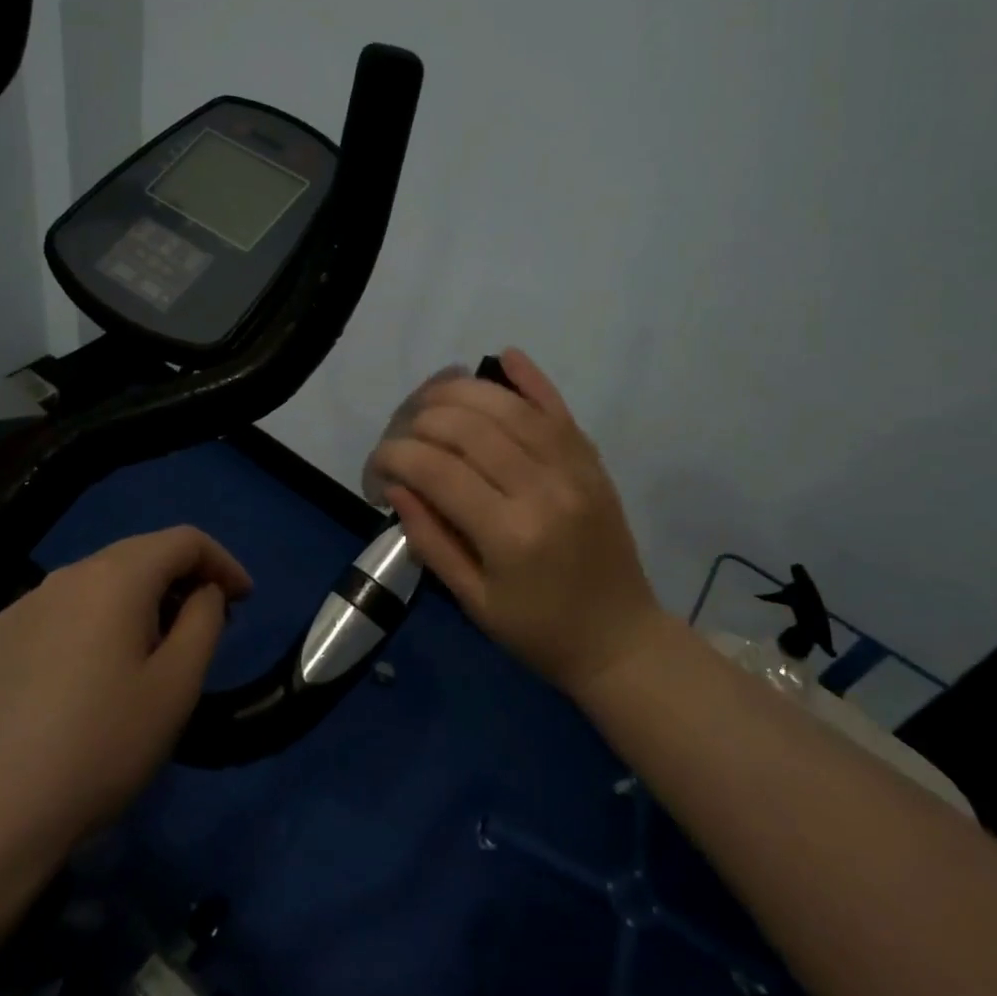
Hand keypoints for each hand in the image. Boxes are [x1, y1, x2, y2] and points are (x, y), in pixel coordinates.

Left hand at [0, 527, 252, 868]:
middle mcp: (66, 576)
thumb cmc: (101, 746)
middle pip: (139, 555)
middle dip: (182, 579)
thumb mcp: (177, 685)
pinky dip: (92, 624)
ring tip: (150, 651)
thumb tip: (202, 593)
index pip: (183, 541)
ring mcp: (21, 606)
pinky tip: (89, 675)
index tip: (244, 600)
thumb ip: (204, 620)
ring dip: (137, 601)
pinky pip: (59, 613)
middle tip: (207, 623)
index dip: (222, 562)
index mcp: (115, 578)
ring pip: (97, 583)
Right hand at [369, 348, 663, 702]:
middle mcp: (542, 487)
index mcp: (509, 533)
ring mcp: (573, 467)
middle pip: (466, 426)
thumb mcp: (473, 600)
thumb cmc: (539, 631)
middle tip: (399, 438)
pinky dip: (530, 378)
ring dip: (460, 392)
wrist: (621, 638)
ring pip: (506, 406)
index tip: (375, 466)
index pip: (435, 469)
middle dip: (418, 422)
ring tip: (429, 400)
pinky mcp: (591, 460)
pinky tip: (503, 357)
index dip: (393, 456)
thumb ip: (431, 538)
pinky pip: (556, 407)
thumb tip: (396, 485)